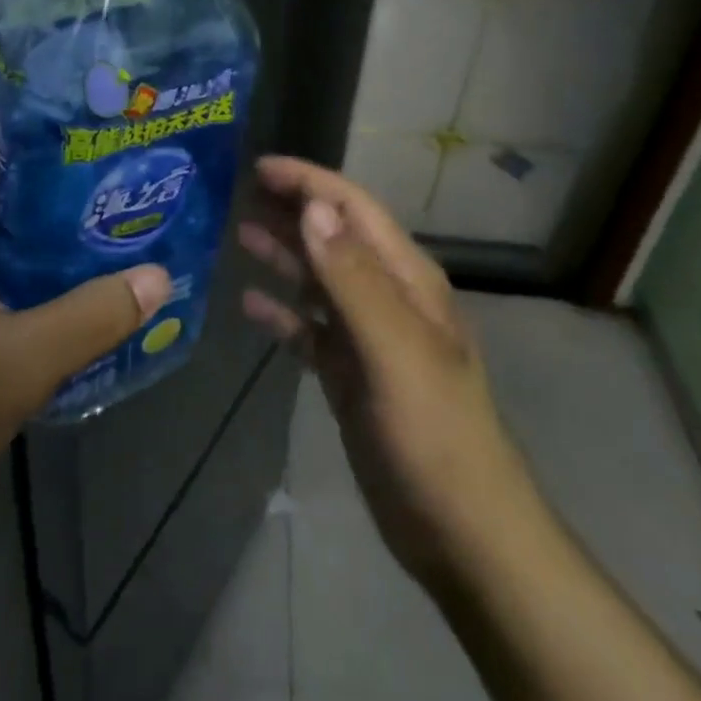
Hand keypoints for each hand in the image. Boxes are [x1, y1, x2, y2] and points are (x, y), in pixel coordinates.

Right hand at [239, 156, 535, 587]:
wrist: (462, 533)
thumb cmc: (434, 432)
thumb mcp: (395, 349)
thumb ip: (353, 277)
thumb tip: (313, 207)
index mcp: (406, 278)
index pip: (353, 209)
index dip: (309, 182)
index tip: (261, 167)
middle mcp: (387, 296)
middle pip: (333, 237)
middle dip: (292, 210)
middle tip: (239, 192)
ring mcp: (368, 337)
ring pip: (318, 280)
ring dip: (283, 254)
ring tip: (239, 232)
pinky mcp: (351, 375)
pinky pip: (310, 330)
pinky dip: (282, 312)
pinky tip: (250, 304)